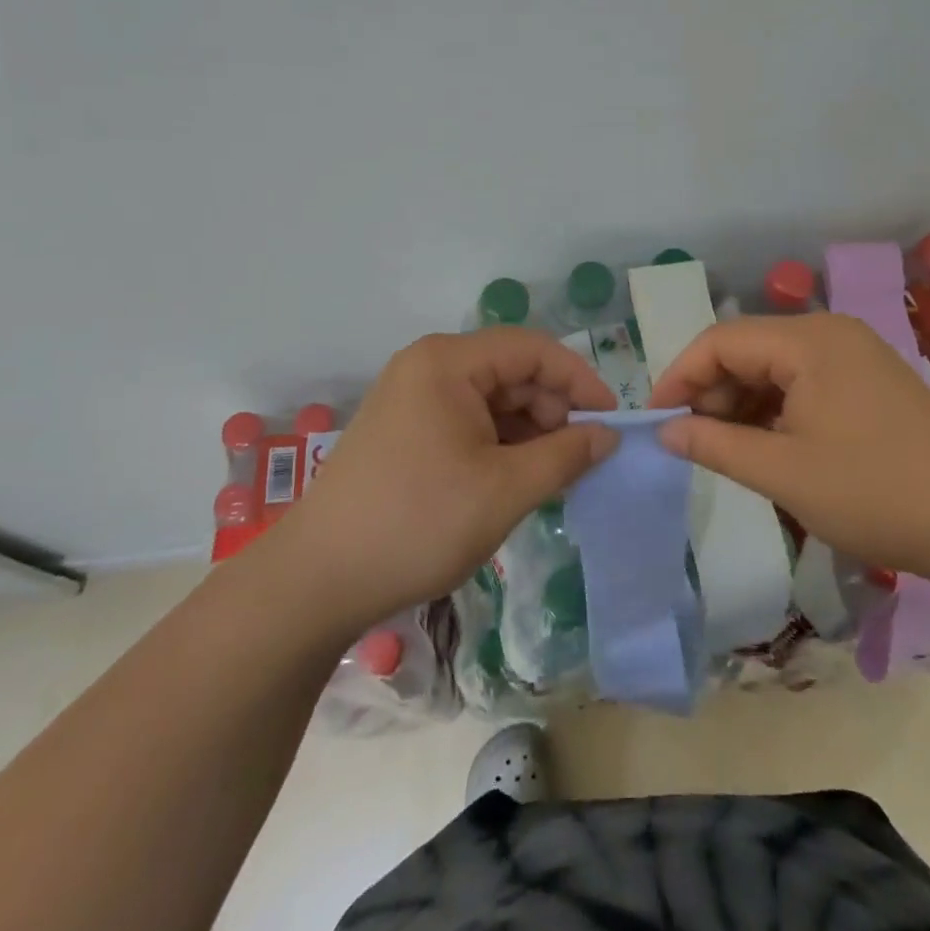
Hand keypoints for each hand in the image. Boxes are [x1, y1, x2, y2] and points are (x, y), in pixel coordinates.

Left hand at [281, 328, 618, 633]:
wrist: (319, 580)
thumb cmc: (418, 523)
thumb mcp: (504, 490)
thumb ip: (565, 455)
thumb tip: (607, 435)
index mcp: (448, 362)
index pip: (533, 349)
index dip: (579, 380)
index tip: (610, 422)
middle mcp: (429, 366)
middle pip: (511, 372)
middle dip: (552, 411)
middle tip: (580, 459)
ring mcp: (412, 397)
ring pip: (492, 399)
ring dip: (528, 432)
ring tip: (550, 477)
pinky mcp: (405, 428)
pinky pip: (468, 421)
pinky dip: (499, 445)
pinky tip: (514, 480)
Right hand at [649, 314, 929, 581]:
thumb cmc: (876, 494)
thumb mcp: (785, 474)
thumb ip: (717, 446)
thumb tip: (666, 432)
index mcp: (809, 341)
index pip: (722, 340)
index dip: (680, 376)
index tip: (656, 420)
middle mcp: (830, 332)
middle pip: (748, 348)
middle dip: (712, 391)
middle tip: (692, 441)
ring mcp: (853, 353)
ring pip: (774, 366)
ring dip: (742, 402)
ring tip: (727, 448)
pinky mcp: (868, 378)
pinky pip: (803, 380)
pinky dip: (775, 408)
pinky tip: (767, 444)